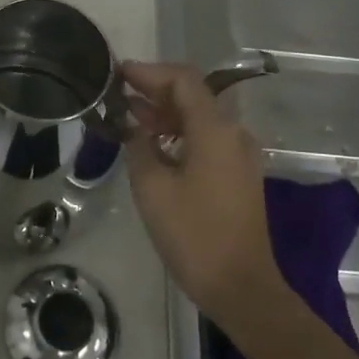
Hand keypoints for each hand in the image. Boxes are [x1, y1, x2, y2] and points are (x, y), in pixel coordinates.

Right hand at [122, 61, 285, 329]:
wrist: (240, 286)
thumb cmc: (193, 234)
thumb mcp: (152, 188)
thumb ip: (139, 147)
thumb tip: (135, 128)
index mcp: (215, 130)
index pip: (182, 80)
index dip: (149, 72)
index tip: (118, 73)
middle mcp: (233, 133)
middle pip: (193, 95)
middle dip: (154, 90)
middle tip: (118, 93)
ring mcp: (239, 155)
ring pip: (199, 118)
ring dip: (165, 113)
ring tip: (128, 116)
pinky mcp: (238, 174)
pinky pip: (207, 139)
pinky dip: (179, 133)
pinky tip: (154, 144)